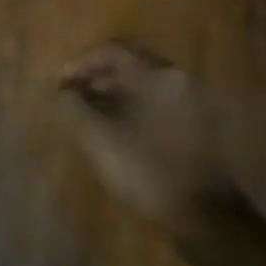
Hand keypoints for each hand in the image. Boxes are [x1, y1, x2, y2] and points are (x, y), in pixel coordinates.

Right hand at [58, 41, 229, 237]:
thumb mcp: (97, 137)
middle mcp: (179, 79)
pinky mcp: (198, 125)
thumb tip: (62, 90)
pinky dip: (133, 107)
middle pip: (131, 64)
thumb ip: (73, 106)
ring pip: (145, 85)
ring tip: (89, 115)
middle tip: (72, 96)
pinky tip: (116, 131)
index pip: (113, 50)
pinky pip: (158, 103)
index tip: (60, 84)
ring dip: (114, 93)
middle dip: (97, 77)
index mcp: (157, 75)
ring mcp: (193, 102)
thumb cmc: (146, 169)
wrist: (204, 215)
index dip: (81, 63)